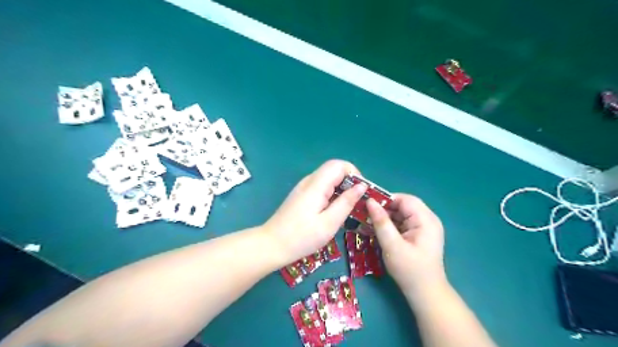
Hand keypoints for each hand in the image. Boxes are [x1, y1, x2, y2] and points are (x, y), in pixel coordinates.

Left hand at [261, 160, 366, 264]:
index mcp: (316, 185)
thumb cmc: (301, 237)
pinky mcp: (301, 195)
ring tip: (348, 208)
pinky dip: (332, 193)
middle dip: (349, 181)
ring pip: (328, 178)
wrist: (271, 245)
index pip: (339, 165)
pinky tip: (333, 210)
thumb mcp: (329, 223)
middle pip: (333, 170)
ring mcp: (303, 187)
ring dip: (341, 188)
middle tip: (357, 202)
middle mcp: (309, 181)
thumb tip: (362, 186)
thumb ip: (346, 202)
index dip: (354, 173)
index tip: (362, 191)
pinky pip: (321, 187)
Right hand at [363, 193, 446, 294]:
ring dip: (387, 217)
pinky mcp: (420, 234)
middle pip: (404, 205)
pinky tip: (379, 230)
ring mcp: (425, 227)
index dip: (386, 199)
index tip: (368, 205)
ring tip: (370, 222)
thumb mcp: (392, 245)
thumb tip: (370, 201)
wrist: (425, 294)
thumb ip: (381, 222)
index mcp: (426, 219)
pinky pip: (404, 222)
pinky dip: (391, 224)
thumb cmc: (409, 270)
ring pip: (402, 213)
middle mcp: (428, 219)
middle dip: (385, 208)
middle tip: (366, 214)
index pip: (405, 199)